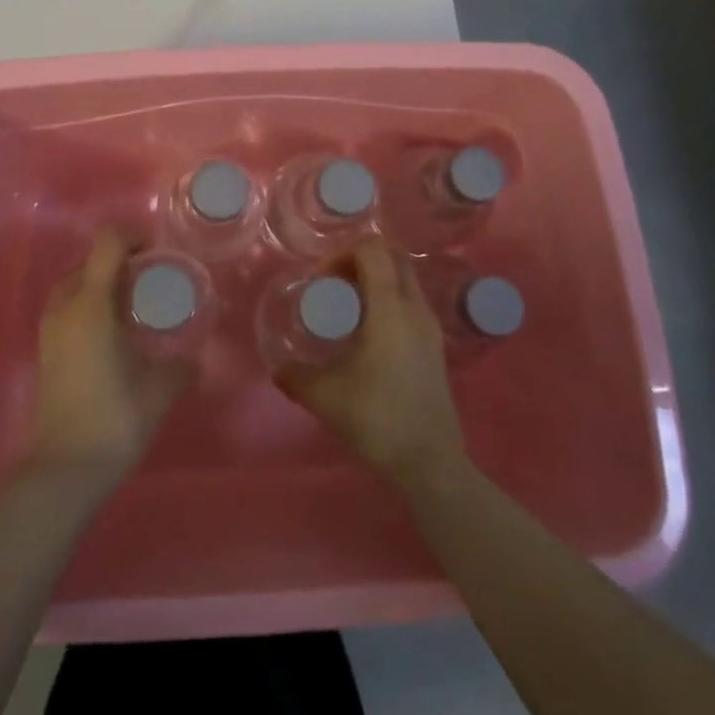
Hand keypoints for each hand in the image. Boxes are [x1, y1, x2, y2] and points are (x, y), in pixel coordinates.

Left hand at [29, 229, 195, 482]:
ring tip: (135, 306)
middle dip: (122, 262)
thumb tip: (197, 357)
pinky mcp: (46, 349)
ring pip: (77, 285)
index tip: (159, 253)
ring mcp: (50, 329)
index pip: (108, 244)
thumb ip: (182, 366)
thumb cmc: (113, 420)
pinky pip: (69, 308)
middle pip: (91, 262)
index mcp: (92, 305)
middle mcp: (66, 307)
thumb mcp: (159, 390)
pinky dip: (91, 305)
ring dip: (104, 284)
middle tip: (153, 281)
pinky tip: (116, 334)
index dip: (134, 237)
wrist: (63, 469)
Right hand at [274, 237, 465, 486]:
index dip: (344, 253)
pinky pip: (412, 303)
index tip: (324, 278)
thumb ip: (295, 376)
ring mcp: (431, 328)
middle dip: (361, 261)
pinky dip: (390, 301)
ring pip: (406, 280)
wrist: (429, 463)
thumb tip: (279, 368)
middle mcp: (416, 309)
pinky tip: (369, 335)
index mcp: (390, 309)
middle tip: (335, 285)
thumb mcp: (324, 396)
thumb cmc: (376, 419)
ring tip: (350, 309)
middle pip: (394, 258)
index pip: (374, 251)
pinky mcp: (436, 346)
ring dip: (377, 281)